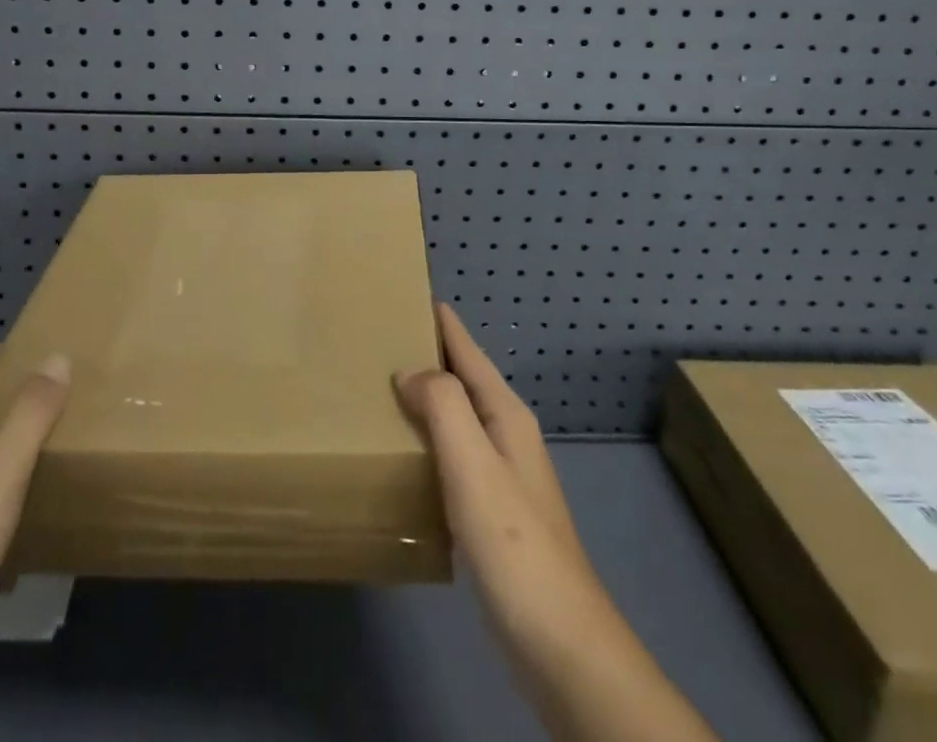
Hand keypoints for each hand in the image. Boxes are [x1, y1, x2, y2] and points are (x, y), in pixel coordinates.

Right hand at [395, 305, 716, 741]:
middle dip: (426, 354)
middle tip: (377, 337)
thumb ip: (443, 405)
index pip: (468, 351)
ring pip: (455, 418)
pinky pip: (451, 456)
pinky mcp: (491, 513)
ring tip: (379, 388)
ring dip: (424, 398)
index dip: (441, 321)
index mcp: (505, 415)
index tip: (407, 292)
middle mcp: (506, 436)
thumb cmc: (514, 544)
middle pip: (462, 379)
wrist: (559, 644)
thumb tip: (409, 370)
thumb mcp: (473, 464)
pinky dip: (425, 441)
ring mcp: (502, 476)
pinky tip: (401, 454)